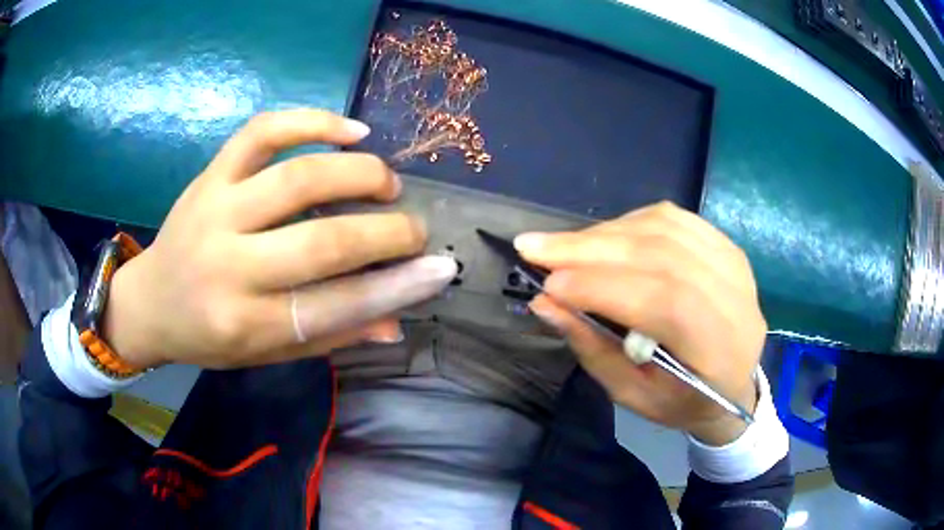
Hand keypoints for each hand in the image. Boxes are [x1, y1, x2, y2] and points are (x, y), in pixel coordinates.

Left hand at [102, 109, 456, 369]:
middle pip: (323, 241)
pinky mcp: (210, 174)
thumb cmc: (209, 336)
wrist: (151, 301)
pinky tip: (351, 130)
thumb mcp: (265, 353)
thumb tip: (396, 322)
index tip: (440, 270)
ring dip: (359, 174)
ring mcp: (216, 209)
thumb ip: (329, 337)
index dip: (397, 287)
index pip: (336, 306)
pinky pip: (263, 132)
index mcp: (246, 322)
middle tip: (416, 229)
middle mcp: (229, 266)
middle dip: (387, 232)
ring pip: (299, 177)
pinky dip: (313, 121)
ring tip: (387, 181)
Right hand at [517, 202, 765, 445]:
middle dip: (590, 249)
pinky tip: (601, 236)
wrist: (735, 385)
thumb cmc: (684, 402)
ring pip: (663, 228)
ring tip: (560, 245)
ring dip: (604, 233)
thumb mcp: (635, 395)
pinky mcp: (725, 245)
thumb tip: (545, 303)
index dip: (602, 287)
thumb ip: (593, 350)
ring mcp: (733, 263)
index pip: (663, 301)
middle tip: (533, 247)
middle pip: (660, 255)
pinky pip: (672, 218)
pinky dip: (629, 222)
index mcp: (719, 349)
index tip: (547, 284)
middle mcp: (734, 297)